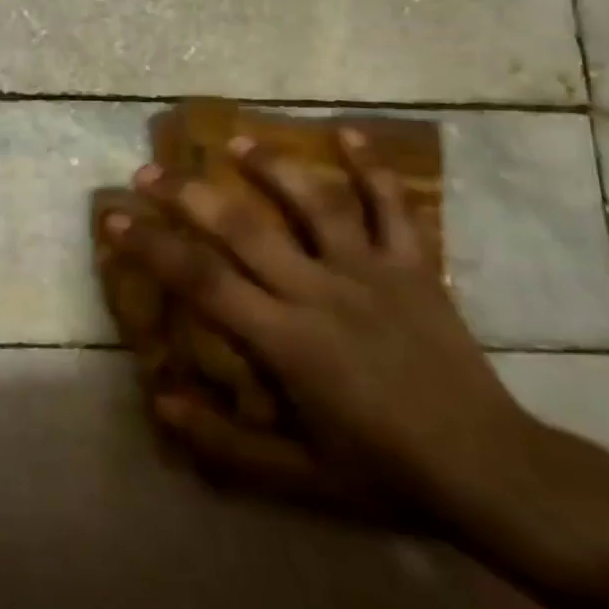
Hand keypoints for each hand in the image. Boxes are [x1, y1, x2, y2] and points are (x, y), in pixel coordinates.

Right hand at [105, 129, 532, 523]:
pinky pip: (394, 207)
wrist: (494, 473)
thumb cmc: (384, 473)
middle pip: (244, 228)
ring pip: (315, 202)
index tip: (114, 217)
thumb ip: (225, 441)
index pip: (202, 281)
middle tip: (149, 171)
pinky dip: (373, 167)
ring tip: (234, 140)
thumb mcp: (297, 476)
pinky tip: (349, 132)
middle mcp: (322, 293)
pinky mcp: (415, 267)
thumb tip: (159, 400)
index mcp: (288, 341)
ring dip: (271, 165)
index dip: (152, 246)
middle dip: (189, 194)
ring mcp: (372, 273)